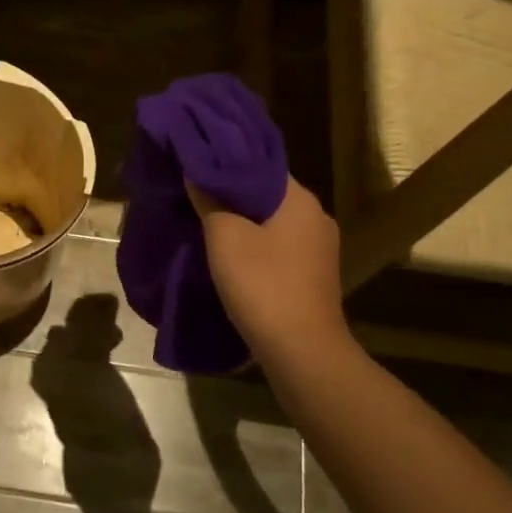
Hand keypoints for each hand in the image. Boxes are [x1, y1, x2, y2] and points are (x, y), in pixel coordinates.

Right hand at [189, 176, 350, 363]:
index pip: (259, 165)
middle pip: (265, 194)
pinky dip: (253, 245)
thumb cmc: (262, 285)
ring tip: (204, 222)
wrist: (301, 350)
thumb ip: (209, 200)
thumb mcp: (225, 238)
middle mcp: (316, 217)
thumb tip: (196, 171)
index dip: (226, 162)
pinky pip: (277, 248)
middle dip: (231, 194)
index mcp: (300, 200)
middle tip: (193, 192)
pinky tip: (228, 254)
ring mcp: (318, 249)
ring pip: (271, 223)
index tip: (195, 164)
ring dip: (241, 222)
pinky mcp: (312, 275)